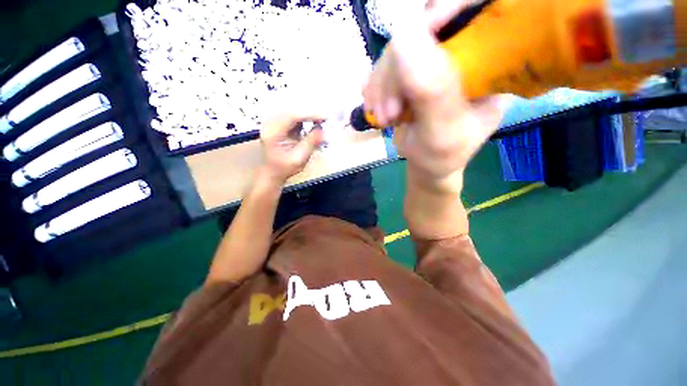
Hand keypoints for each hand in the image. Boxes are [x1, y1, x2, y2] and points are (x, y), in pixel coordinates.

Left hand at [258, 113, 324, 184]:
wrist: (271, 173)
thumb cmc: (284, 169)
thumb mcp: (299, 159)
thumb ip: (310, 143)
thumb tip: (323, 131)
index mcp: (272, 132)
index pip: (292, 116)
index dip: (310, 114)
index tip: (325, 117)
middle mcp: (270, 124)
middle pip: (292, 111)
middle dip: (310, 113)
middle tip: (326, 118)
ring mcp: (273, 123)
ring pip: (293, 112)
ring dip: (307, 115)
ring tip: (321, 120)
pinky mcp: (278, 125)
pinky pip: (292, 117)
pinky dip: (303, 119)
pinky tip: (313, 123)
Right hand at [363, 0, 508, 190]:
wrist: (427, 163)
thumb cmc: (442, 156)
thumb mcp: (442, 133)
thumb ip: (430, 92)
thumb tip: (402, 36)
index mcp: (492, 61)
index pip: (475, 7)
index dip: (442, 10)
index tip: (408, 43)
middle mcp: (464, 52)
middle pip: (424, 27)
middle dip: (396, 72)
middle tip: (390, 112)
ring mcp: (434, 59)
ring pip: (397, 48)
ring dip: (381, 86)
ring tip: (384, 118)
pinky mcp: (411, 70)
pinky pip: (385, 64)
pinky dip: (375, 88)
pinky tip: (377, 110)